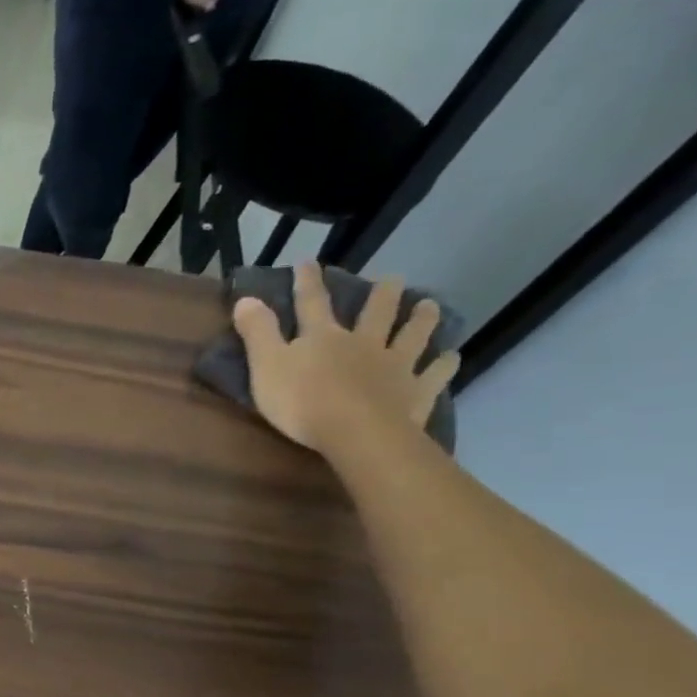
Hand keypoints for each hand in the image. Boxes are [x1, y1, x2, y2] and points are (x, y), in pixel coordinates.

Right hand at [232, 261, 458, 455]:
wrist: (356, 433)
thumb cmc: (302, 401)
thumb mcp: (266, 365)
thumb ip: (257, 332)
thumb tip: (246, 298)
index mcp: (324, 337)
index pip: (312, 303)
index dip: (308, 283)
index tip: (308, 263)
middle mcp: (363, 344)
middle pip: (375, 313)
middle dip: (381, 294)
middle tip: (392, 277)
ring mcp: (395, 366)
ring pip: (411, 336)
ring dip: (420, 319)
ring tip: (429, 305)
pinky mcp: (416, 392)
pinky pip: (434, 374)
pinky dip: (443, 364)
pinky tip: (451, 357)